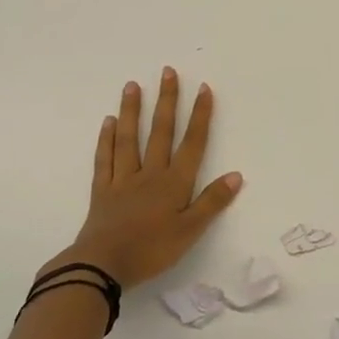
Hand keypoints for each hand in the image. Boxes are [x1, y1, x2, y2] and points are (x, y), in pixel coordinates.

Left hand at [49, 69, 242, 290]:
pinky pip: (104, 159)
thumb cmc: (151, 250)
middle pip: (160, 132)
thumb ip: (212, 202)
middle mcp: (150, 173)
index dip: (199, 115)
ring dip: (132, 111)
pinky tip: (107, 122)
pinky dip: (106, 139)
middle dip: (166, 101)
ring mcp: (122, 180)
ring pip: (129, 139)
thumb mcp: (190, 231)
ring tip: (132, 85)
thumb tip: (236, 174)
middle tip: (167, 72)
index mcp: (174, 183)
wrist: (102, 266)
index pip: (192, 143)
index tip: (203, 88)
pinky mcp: (102, 191)